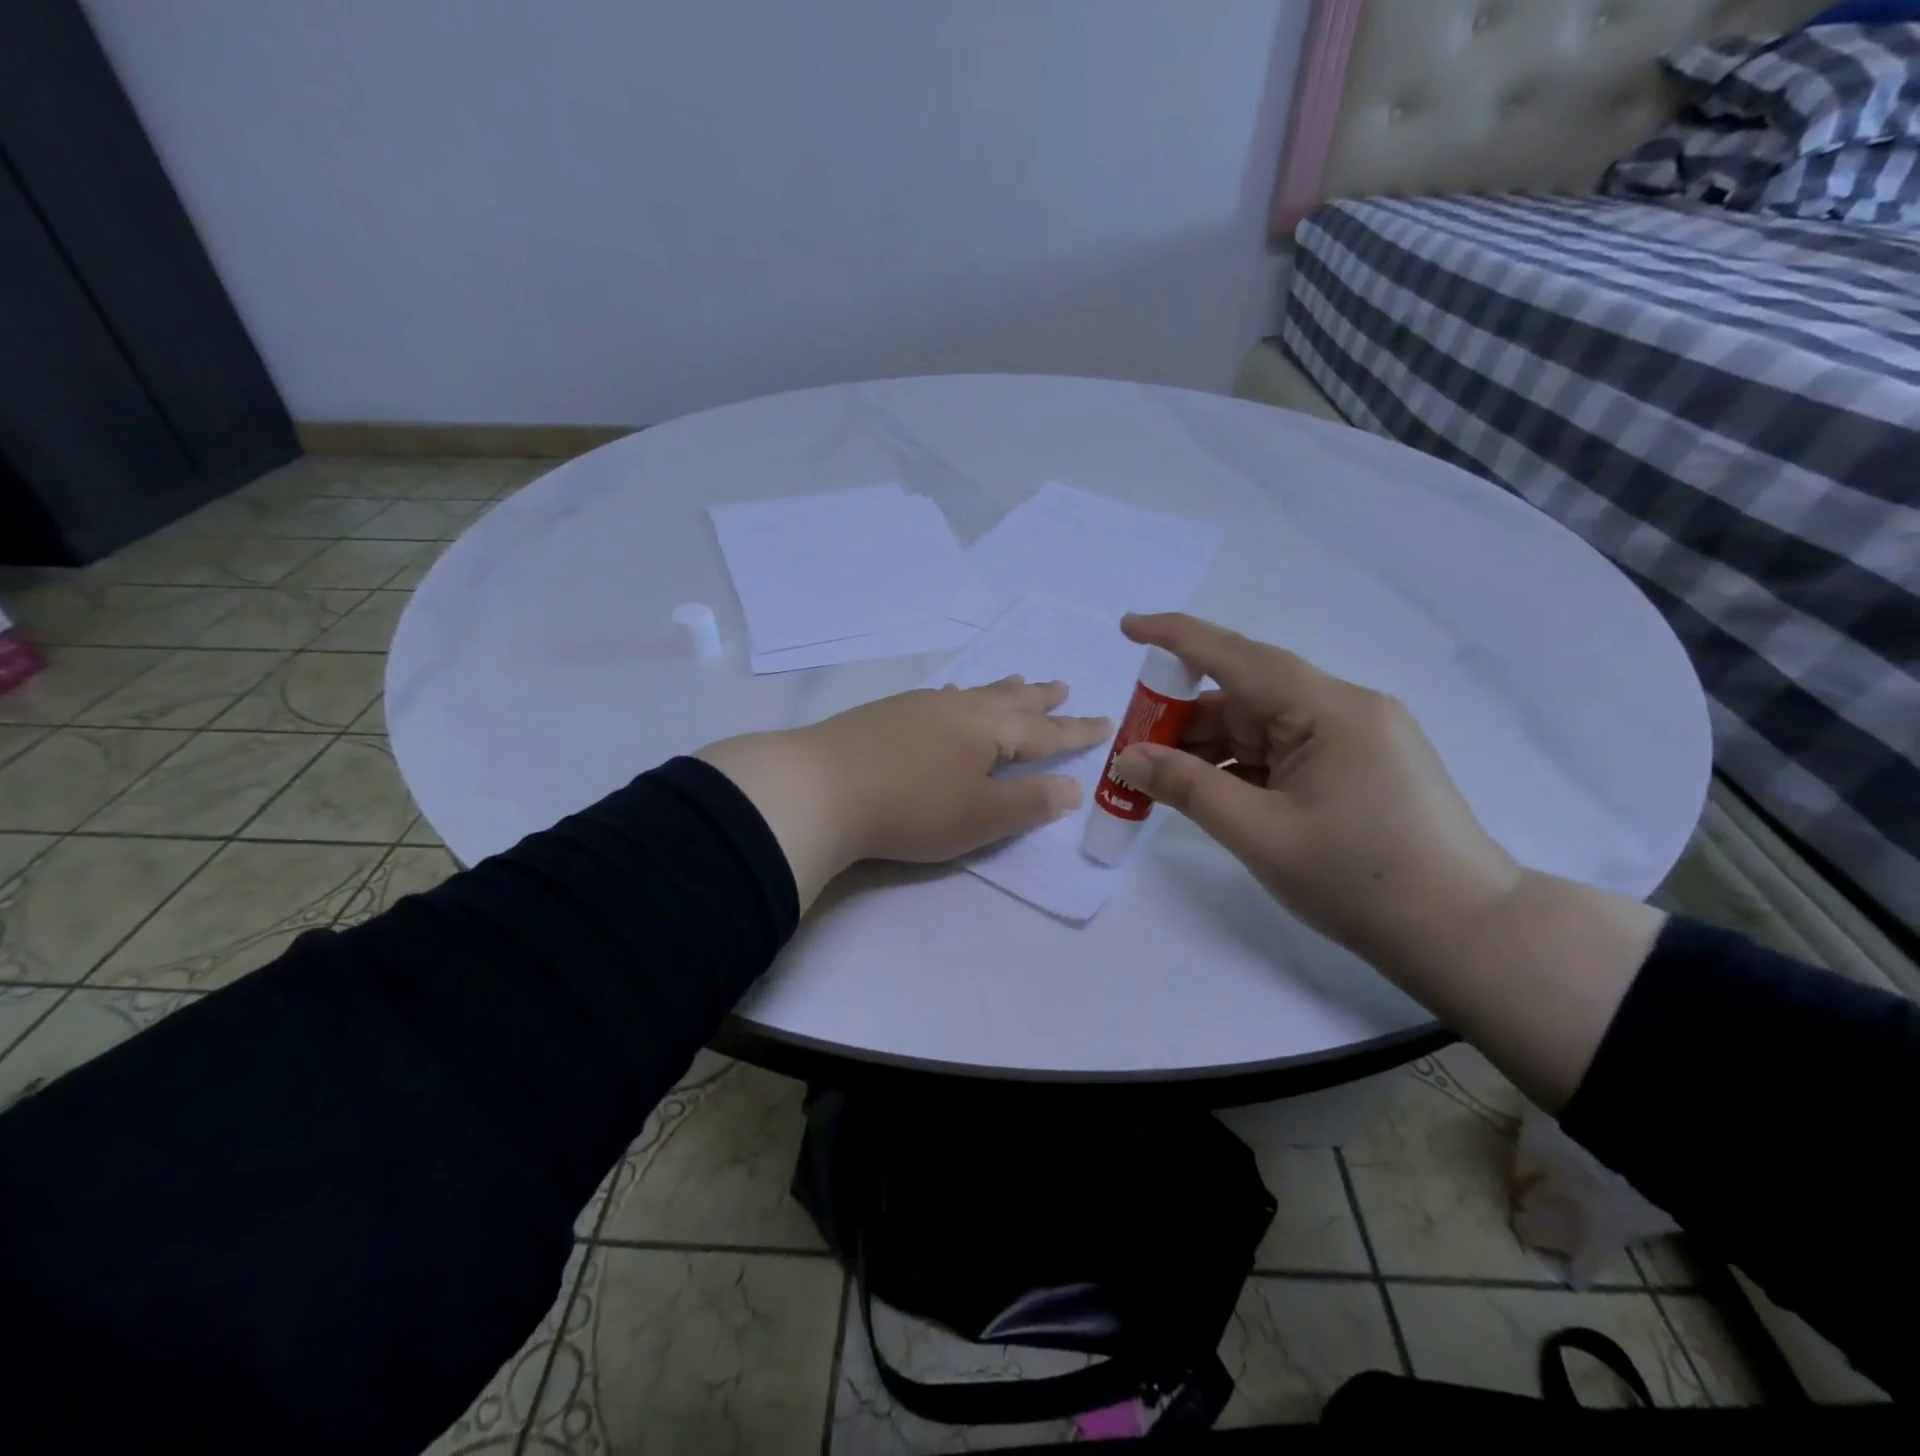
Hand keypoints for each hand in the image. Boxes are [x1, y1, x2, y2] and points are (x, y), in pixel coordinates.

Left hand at [697, 678, 1110, 906]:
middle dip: (1039, 698)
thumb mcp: (982, 817)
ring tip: (1015, 682)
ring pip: (972, 693)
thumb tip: (1071, 787)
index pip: (1045, 732)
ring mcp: (918, 707)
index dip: (1076, 731)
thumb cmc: (913, 808)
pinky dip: (957, 697)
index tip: (1104, 721)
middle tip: (1062, 686)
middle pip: (1009, 701)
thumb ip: (1030, 803)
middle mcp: (958, 709)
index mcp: (989, 731)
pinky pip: (938, 699)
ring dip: (999, 691)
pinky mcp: (885, 715)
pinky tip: (945, 699)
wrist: (821, 788)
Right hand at [1111, 613, 1522, 968]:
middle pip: (1245, 696)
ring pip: (1262, 727)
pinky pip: (1284, 752)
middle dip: (1182, 717)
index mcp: (1328, 709)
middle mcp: (1344, 709)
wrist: (1464, 932)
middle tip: (1130, 746)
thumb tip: (1129, 757)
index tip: (1128, 626)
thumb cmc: (1358, 879)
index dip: (1176, 637)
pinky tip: (1207, 791)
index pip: (1237, 657)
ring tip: (1158, 777)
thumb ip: (1187, 788)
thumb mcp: (1259, 833)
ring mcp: (1355, 738)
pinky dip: (1241, 766)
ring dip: (1209, 748)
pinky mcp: (1359, 766)